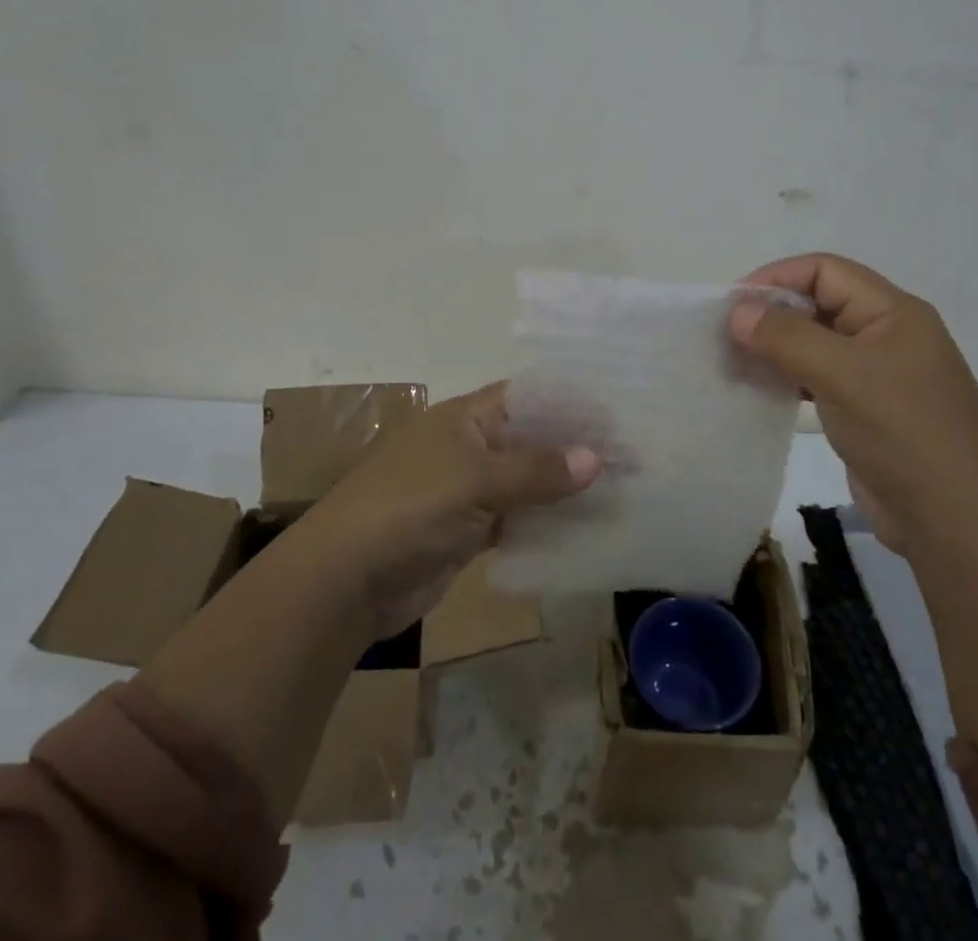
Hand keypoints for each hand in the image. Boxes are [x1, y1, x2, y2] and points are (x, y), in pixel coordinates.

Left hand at [301, 382, 601, 635]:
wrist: (345, 581)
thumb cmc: (408, 508)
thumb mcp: (475, 480)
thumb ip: (536, 470)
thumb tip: (597, 459)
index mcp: (466, 417)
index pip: (528, 397)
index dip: (570, 402)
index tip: (619, 412)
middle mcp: (470, 446)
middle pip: (532, 440)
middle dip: (575, 448)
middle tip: (633, 456)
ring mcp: (469, 491)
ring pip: (527, 482)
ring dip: (565, 489)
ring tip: (622, 490)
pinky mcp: (468, 532)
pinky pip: (517, 520)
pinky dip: (546, 523)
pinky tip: (586, 529)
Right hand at [729, 253, 977, 550]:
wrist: (956, 522)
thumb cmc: (903, 432)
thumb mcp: (842, 375)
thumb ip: (786, 337)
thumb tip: (737, 312)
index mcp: (893, 312)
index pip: (825, 271)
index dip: (777, 278)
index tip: (733, 304)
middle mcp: (886, 335)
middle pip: (820, 303)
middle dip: (772, 313)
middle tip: (726, 335)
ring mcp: (878, 375)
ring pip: (817, 343)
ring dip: (777, 347)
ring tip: (735, 362)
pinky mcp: (867, 409)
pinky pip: (820, 378)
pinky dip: (789, 377)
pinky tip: (761, 390)